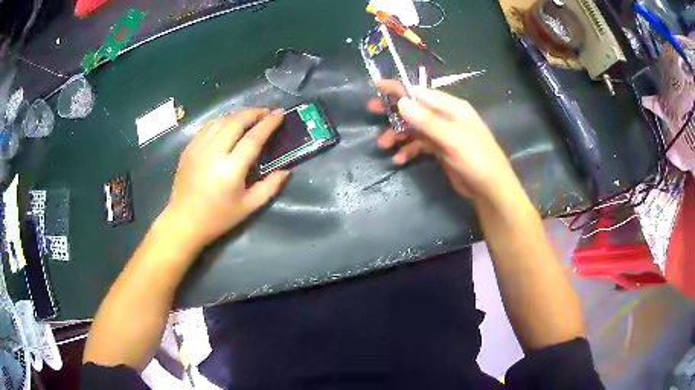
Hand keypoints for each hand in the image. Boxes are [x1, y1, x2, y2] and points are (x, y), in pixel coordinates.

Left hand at [162, 109, 289, 248]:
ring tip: (249, 117)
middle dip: (253, 113)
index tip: (279, 113)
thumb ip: (270, 187)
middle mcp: (213, 153)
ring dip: (237, 115)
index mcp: (230, 169)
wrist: (184, 222)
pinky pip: (207, 127)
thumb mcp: (249, 207)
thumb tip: (286, 170)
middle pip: (235, 122)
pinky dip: (221, 122)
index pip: (253, 138)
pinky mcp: (188, 149)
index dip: (268, 123)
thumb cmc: (218, 217)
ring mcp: (198, 149)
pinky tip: (227, 125)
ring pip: (220, 121)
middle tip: (265, 112)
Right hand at [367, 80, 516, 201]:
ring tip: (382, 144)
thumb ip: (427, 121)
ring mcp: (443, 134)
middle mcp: (446, 117)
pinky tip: (398, 159)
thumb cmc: (476, 160)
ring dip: (398, 134)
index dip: (398, 88)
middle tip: (371, 111)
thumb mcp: (452, 139)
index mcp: (452, 107)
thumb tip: (402, 102)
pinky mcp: (441, 149)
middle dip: (394, 110)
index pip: (421, 92)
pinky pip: (420, 145)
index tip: (376, 86)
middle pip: (415, 108)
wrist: (490, 189)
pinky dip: (408, 150)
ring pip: (415, 128)